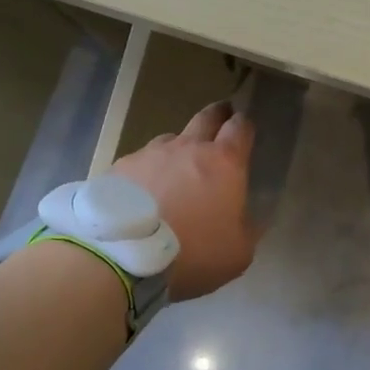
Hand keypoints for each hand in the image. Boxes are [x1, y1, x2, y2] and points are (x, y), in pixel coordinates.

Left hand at [111, 101, 258, 300]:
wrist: (123, 256)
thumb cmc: (193, 252)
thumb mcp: (238, 252)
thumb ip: (248, 228)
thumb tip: (248, 218)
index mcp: (224, 162)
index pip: (240, 128)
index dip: (244, 125)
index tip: (244, 128)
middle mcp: (189, 147)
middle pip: (206, 117)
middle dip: (217, 114)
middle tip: (221, 117)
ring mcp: (151, 153)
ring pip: (171, 138)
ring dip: (178, 148)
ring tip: (175, 168)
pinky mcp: (121, 166)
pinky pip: (140, 161)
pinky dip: (147, 171)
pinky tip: (141, 192)